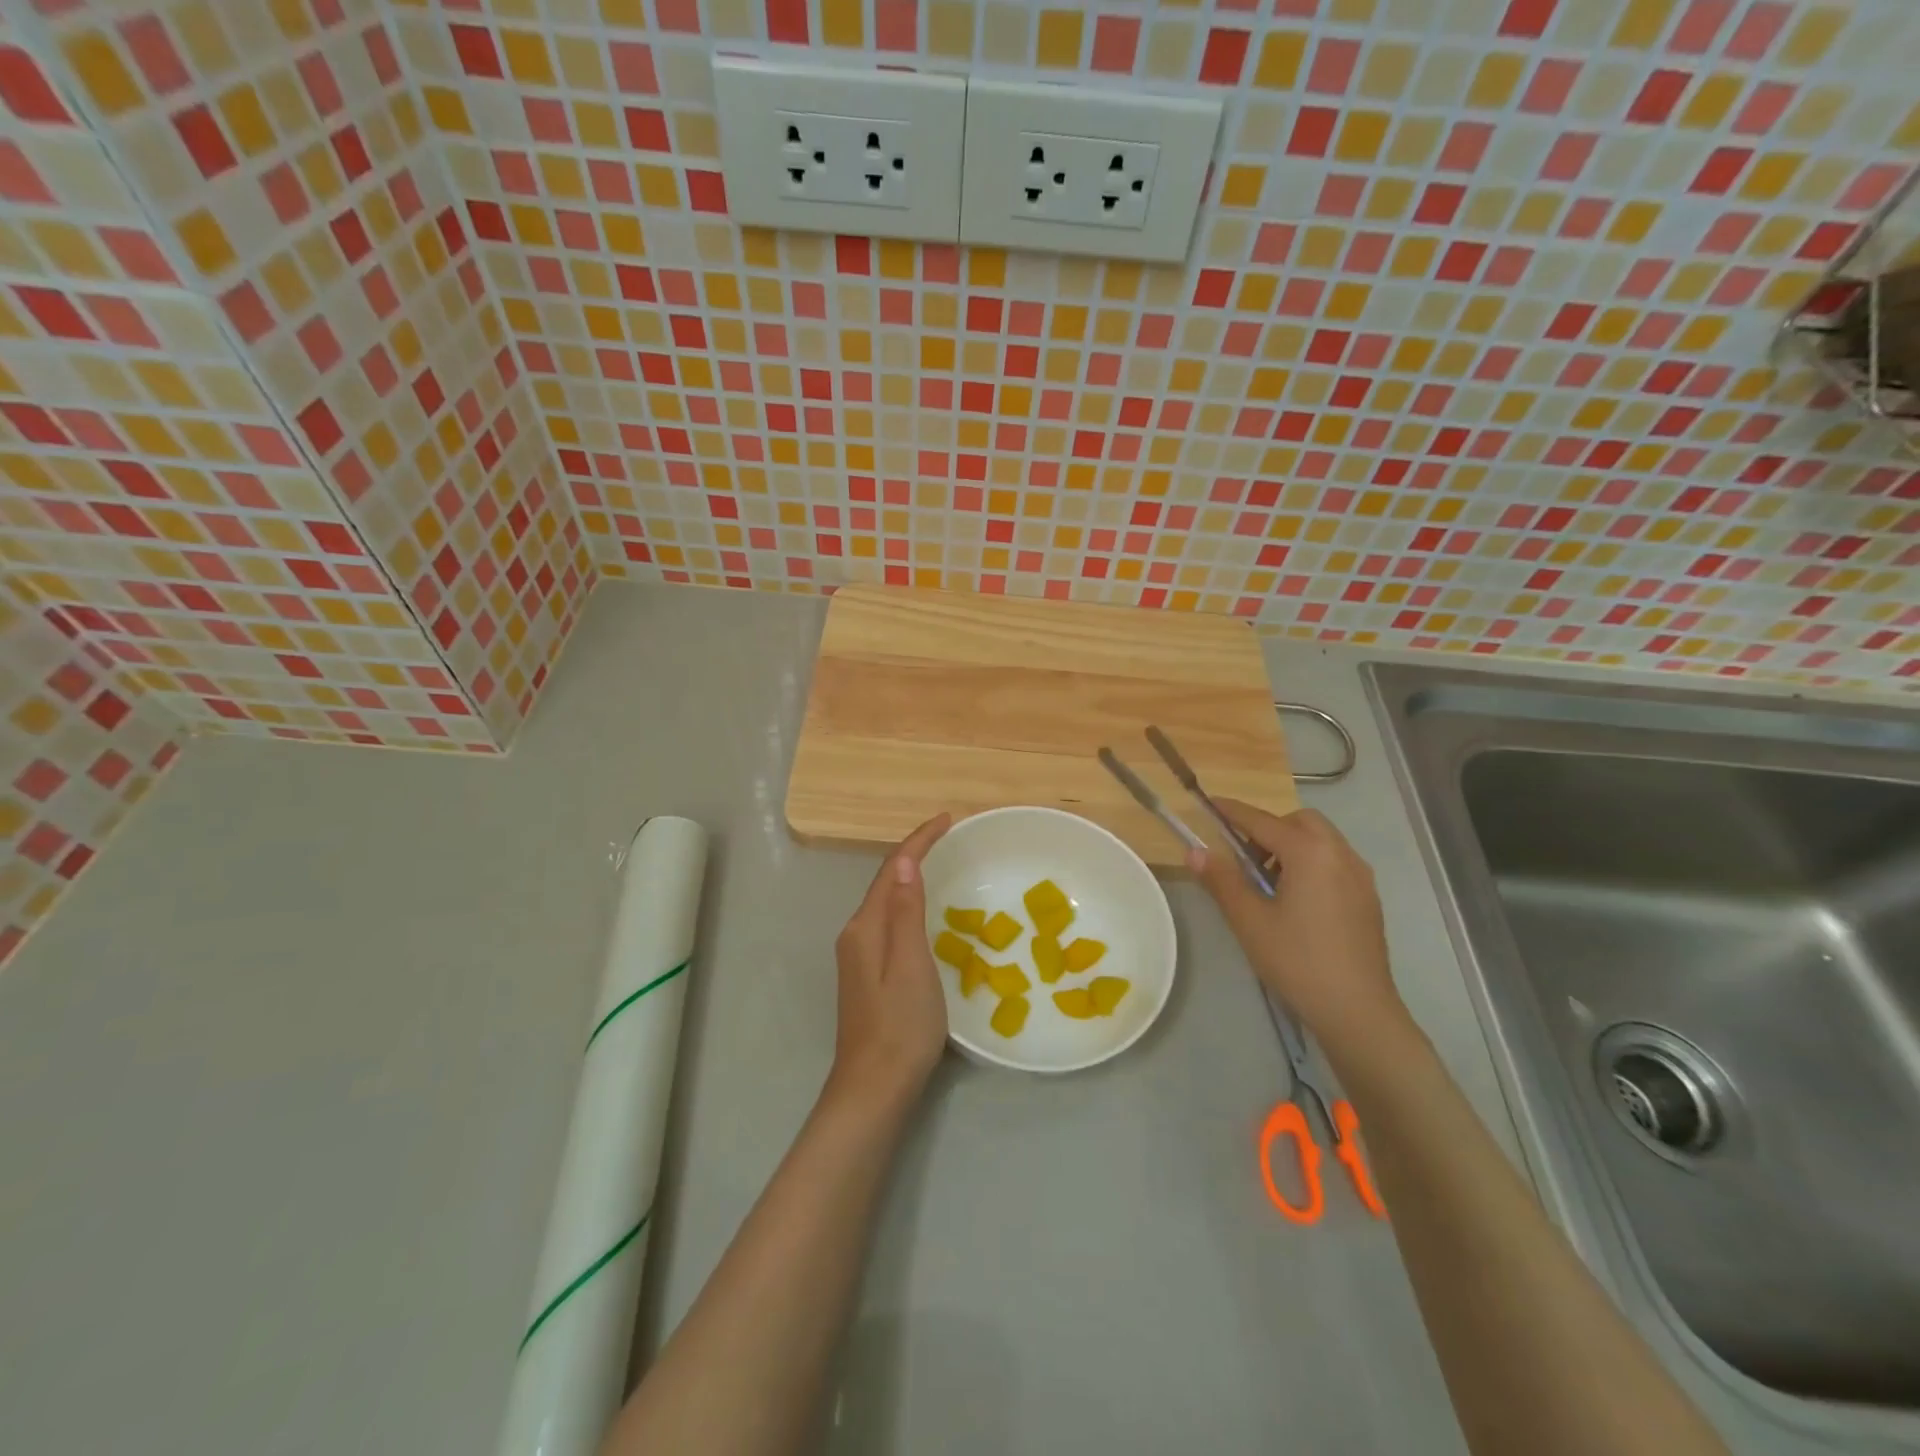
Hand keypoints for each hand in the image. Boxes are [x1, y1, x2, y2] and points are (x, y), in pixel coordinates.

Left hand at [827, 814, 951, 1109]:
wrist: (874, 1088)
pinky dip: (908, 904)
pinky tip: (925, 912)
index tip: (947, 819)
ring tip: (941, 863)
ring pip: (886, 903)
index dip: (918, 841)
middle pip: (886, 882)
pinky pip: (889, 923)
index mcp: (865, 928)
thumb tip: (905, 860)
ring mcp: (859, 957)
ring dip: (910, 878)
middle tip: (948, 836)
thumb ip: (905, 911)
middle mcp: (857, 935)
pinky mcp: (868, 975)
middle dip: (914, 854)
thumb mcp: (911, 964)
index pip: (892, 869)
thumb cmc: (900, 1025)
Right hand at [1190, 803, 1405, 1050]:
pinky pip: (1335, 862)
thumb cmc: (1297, 961)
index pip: (1262, 821)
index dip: (1233, 811)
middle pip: (1299, 822)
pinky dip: (1311, 863)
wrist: (1358, 1010)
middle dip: (1269, 828)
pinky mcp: (1368, 898)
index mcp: (1310, 853)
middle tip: (1243, 856)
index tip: (1209, 803)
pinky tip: (1296, 900)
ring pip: (1321, 841)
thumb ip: (1221, 880)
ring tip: (1267, 882)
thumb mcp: (1249, 920)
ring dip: (1291, 846)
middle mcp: (1340, 854)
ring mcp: (1360, 876)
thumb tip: (1194, 851)